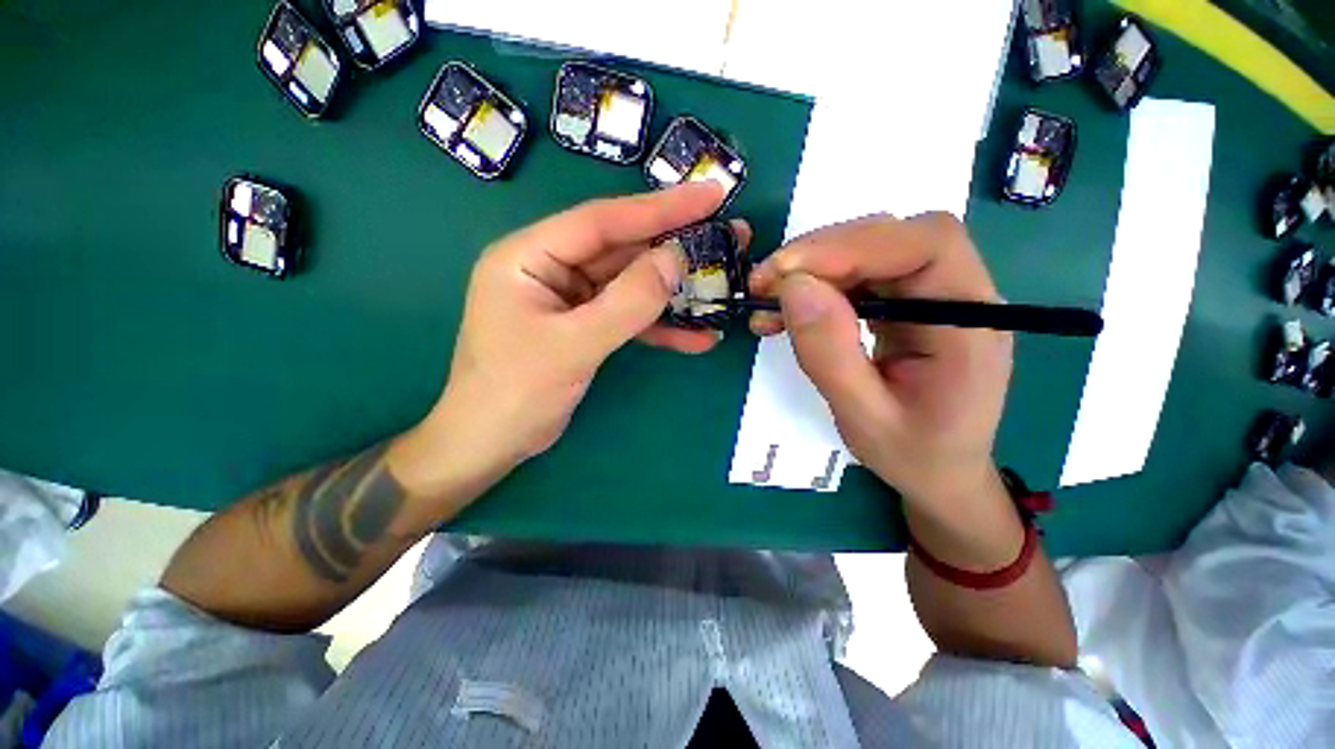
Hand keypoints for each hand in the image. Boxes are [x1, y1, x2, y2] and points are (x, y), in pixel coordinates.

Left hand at [414, 182, 746, 478]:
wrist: (492, 444)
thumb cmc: (516, 393)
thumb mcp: (573, 345)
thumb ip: (627, 302)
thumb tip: (675, 259)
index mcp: (531, 256)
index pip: (604, 221)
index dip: (659, 208)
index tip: (710, 195)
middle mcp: (551, 269)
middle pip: (622, 250)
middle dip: (675, 247)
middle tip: (729, 236)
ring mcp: (571, 300)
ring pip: (631, 285)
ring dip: (674, 291)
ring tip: (722, 284)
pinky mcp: (586, 327)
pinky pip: (628, 318)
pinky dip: (661, 327)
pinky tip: (698, 337)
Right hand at [749, 213, 1011, 510]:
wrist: (939, 473)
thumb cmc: (912, 454)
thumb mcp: (863, 417)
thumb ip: (829, 354)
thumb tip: (793, 288)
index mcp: (969, 322)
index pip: (925, 246)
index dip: (852, 245)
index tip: (785, 271)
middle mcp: (956, 295)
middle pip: (892, 239)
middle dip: (820, 254)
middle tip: (763, 285)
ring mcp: (929, 296)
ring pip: (868, 254)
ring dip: (811, 270)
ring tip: (766, 302)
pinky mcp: (904, 305)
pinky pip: (857, 278)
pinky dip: (815, 288)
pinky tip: (785, 312)